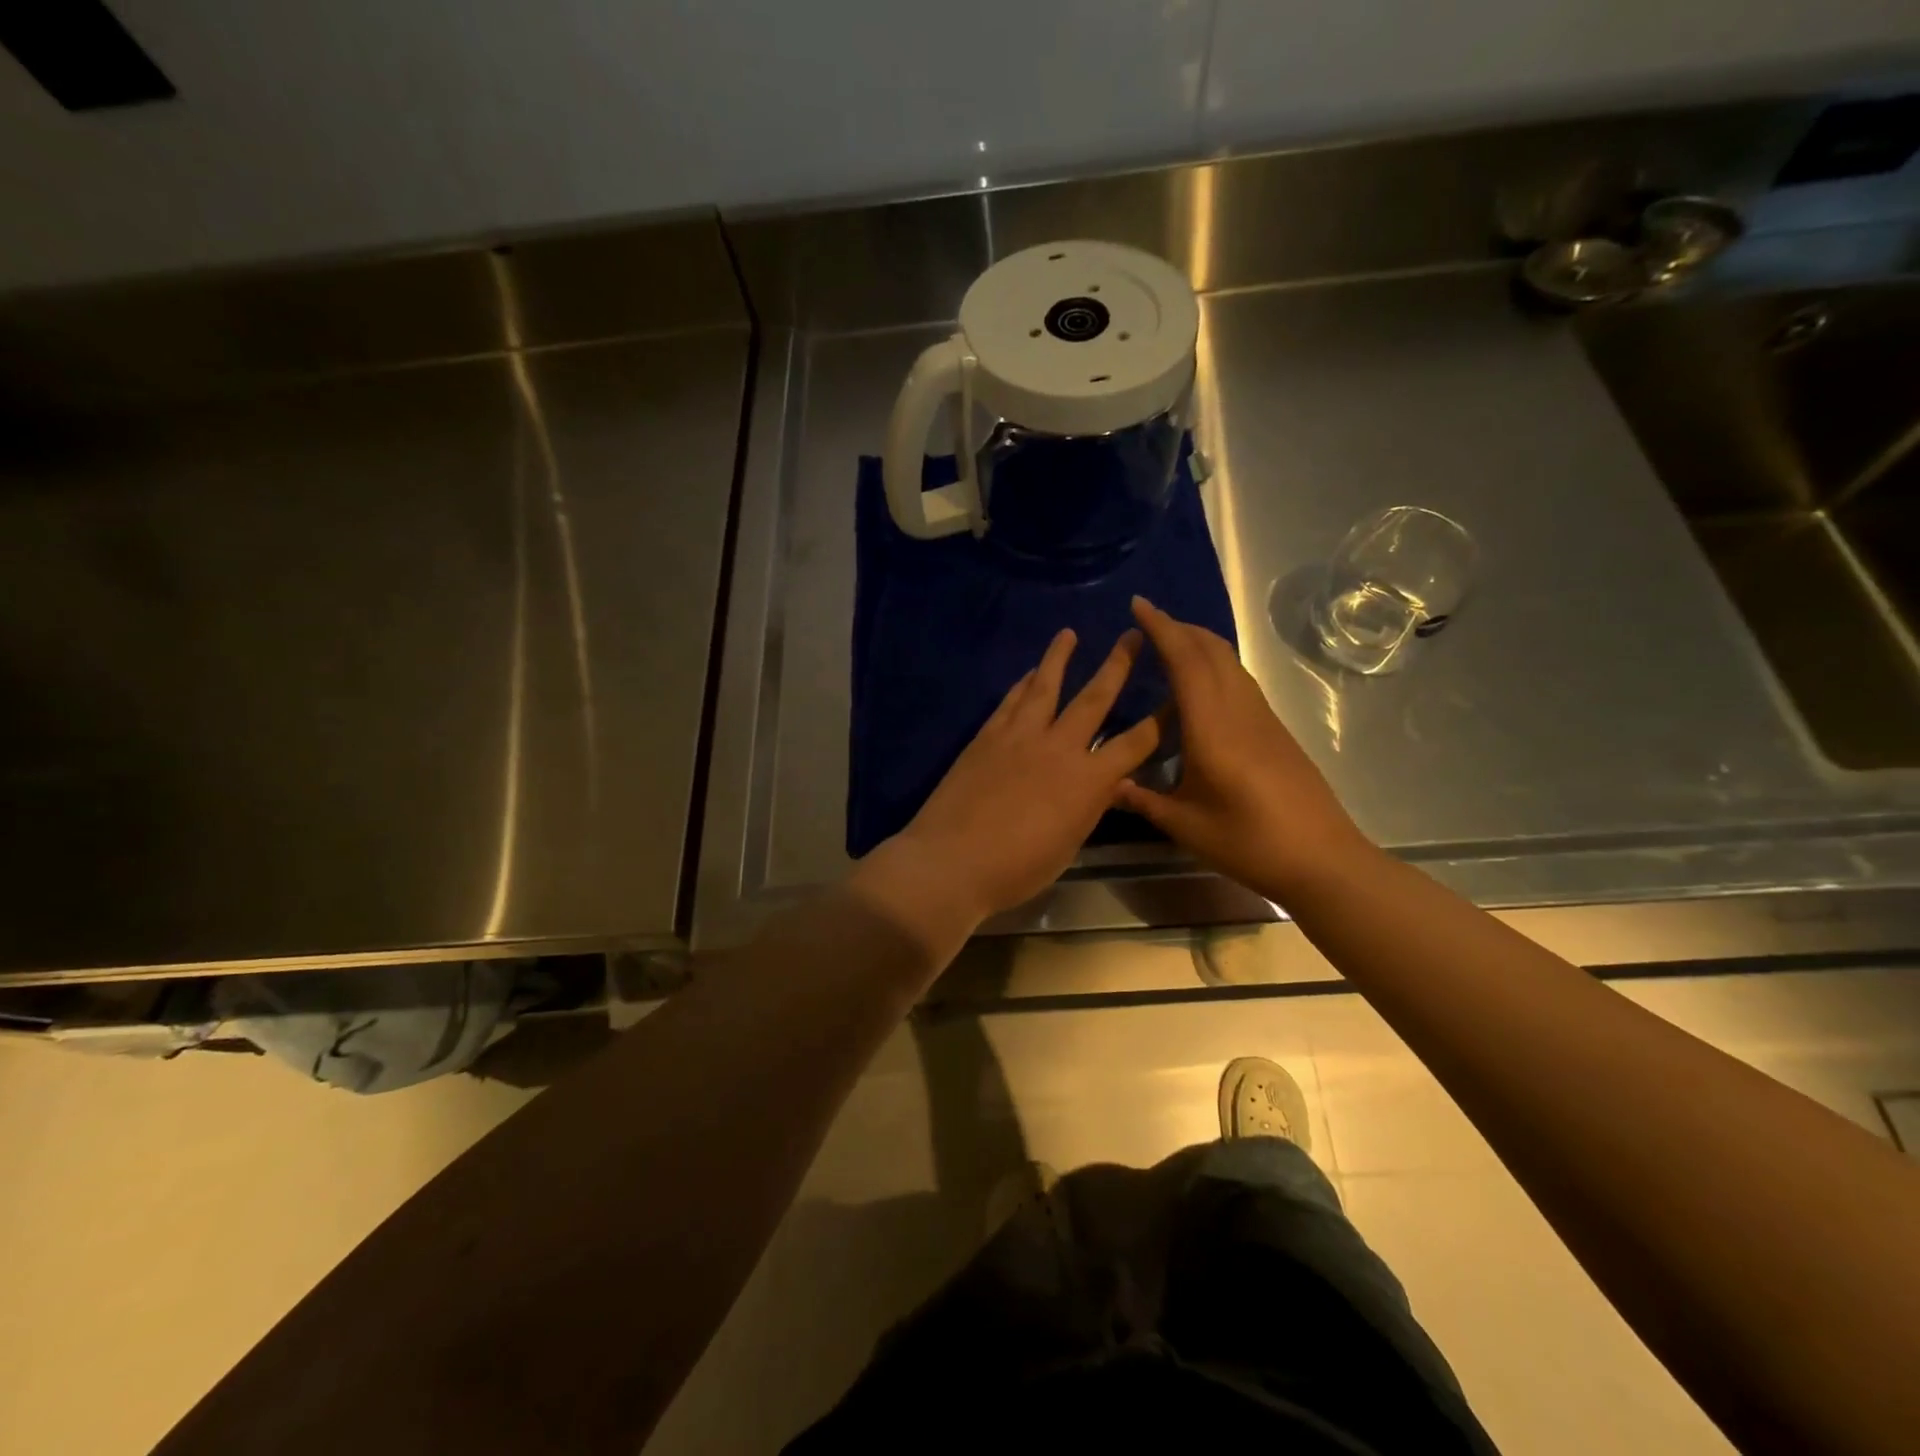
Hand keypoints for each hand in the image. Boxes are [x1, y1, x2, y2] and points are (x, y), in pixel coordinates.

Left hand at [853, 626, 1161, 938]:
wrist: (951, 861)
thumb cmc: (1016, 869)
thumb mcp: (1068, 846)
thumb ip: (1089, 809)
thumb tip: (1108, 784)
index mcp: (1088, 781)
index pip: (1135, 743)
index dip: (1160, 721)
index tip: (1175, 697)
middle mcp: (1059, 747)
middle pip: (1094, 698)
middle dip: (1118, 665)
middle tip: (1133, 635)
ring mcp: (1019, 736)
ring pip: (1045, 686)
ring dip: (1059, 657)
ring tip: (1068, 633)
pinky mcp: (987, 736)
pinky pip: (1011, 701)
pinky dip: (1023, 684)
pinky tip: (1029, 673)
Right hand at [1114, 596, 1374, 903]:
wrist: (1322, 860)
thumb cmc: (1249, 842)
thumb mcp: (1185, 825)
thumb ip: (1143, 800)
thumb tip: (1107, 785)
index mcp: (1212, 727)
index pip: (1185, 661)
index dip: (1161, 628)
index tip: (1139, 605)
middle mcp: (1239, 710)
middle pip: (1212, 651)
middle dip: (1180, 628)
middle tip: (1148, 622)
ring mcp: (1262, 718)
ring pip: (1230, 663)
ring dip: (1200, 644)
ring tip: (1171, 646)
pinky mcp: (1275, 731)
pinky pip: (1240, 681)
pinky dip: (1215, 666)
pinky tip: (1201, 689)